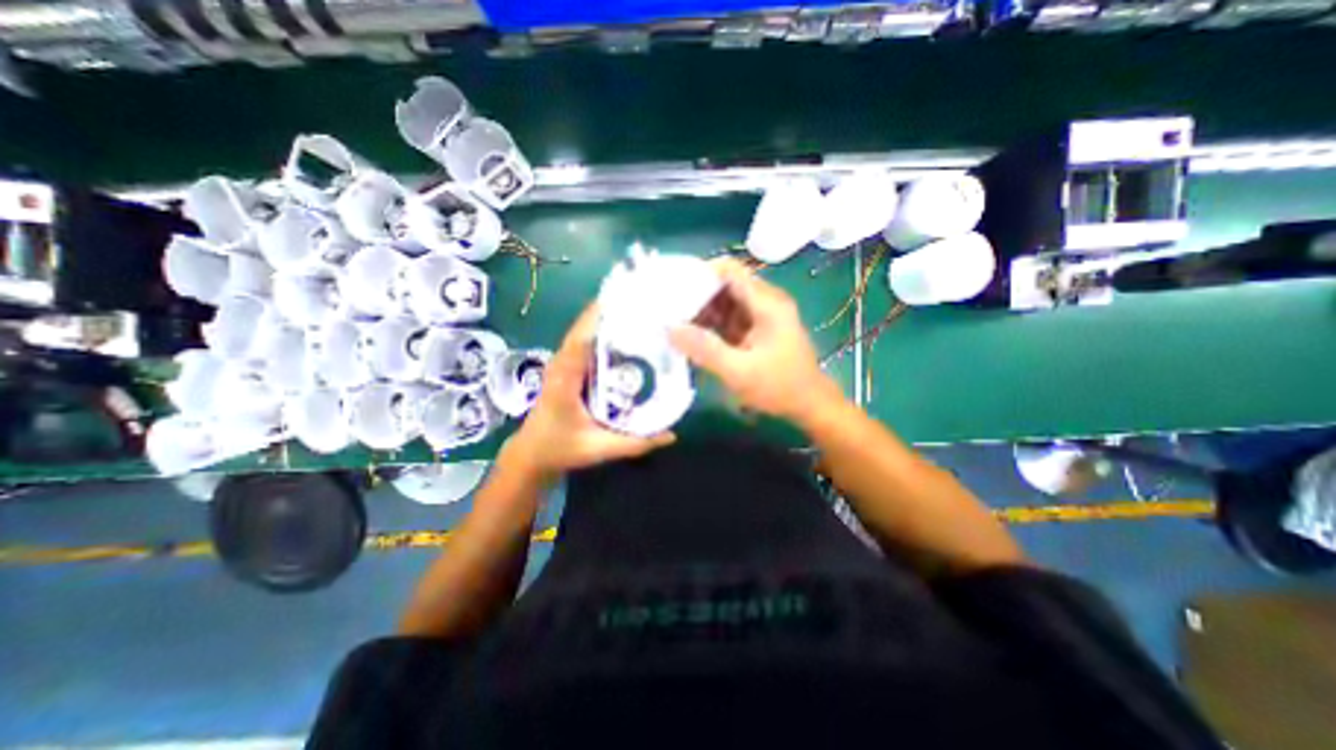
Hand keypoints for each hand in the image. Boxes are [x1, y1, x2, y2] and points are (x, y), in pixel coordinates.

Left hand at [501, 300, 672, 480]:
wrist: (531, 454)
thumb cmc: (560, 449)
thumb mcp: (599, 448)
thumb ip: (635, 443)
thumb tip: (672, 434)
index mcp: (565, 377)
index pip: (583, 338)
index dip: (603, 316)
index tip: (631, 301)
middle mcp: (562, 362)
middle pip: (586, 326)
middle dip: (613, 311)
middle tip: (647, 303)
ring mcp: (563, 362)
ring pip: (586, 331)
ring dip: (609, 319)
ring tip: (641, 312)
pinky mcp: (568, 366)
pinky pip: (587, 342)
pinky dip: (604, 333)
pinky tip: (628, 335)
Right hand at [668, 257, 844, 422]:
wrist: (810, 405)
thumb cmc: (779, 387)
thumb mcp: (739, 371)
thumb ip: (704, 349)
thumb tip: (670, 328)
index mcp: (766, 303)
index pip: (729, 270)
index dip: (700, 273)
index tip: (674, 288)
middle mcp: (765, 301)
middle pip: (725, 285)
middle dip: (696, 295)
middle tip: (669, 311)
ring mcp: (762, 315)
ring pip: (725, 302)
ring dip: (702, 311)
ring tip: (675, 323)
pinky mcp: (758, 328)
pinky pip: (730, 318)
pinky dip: (712, 325)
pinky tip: (694, 337)